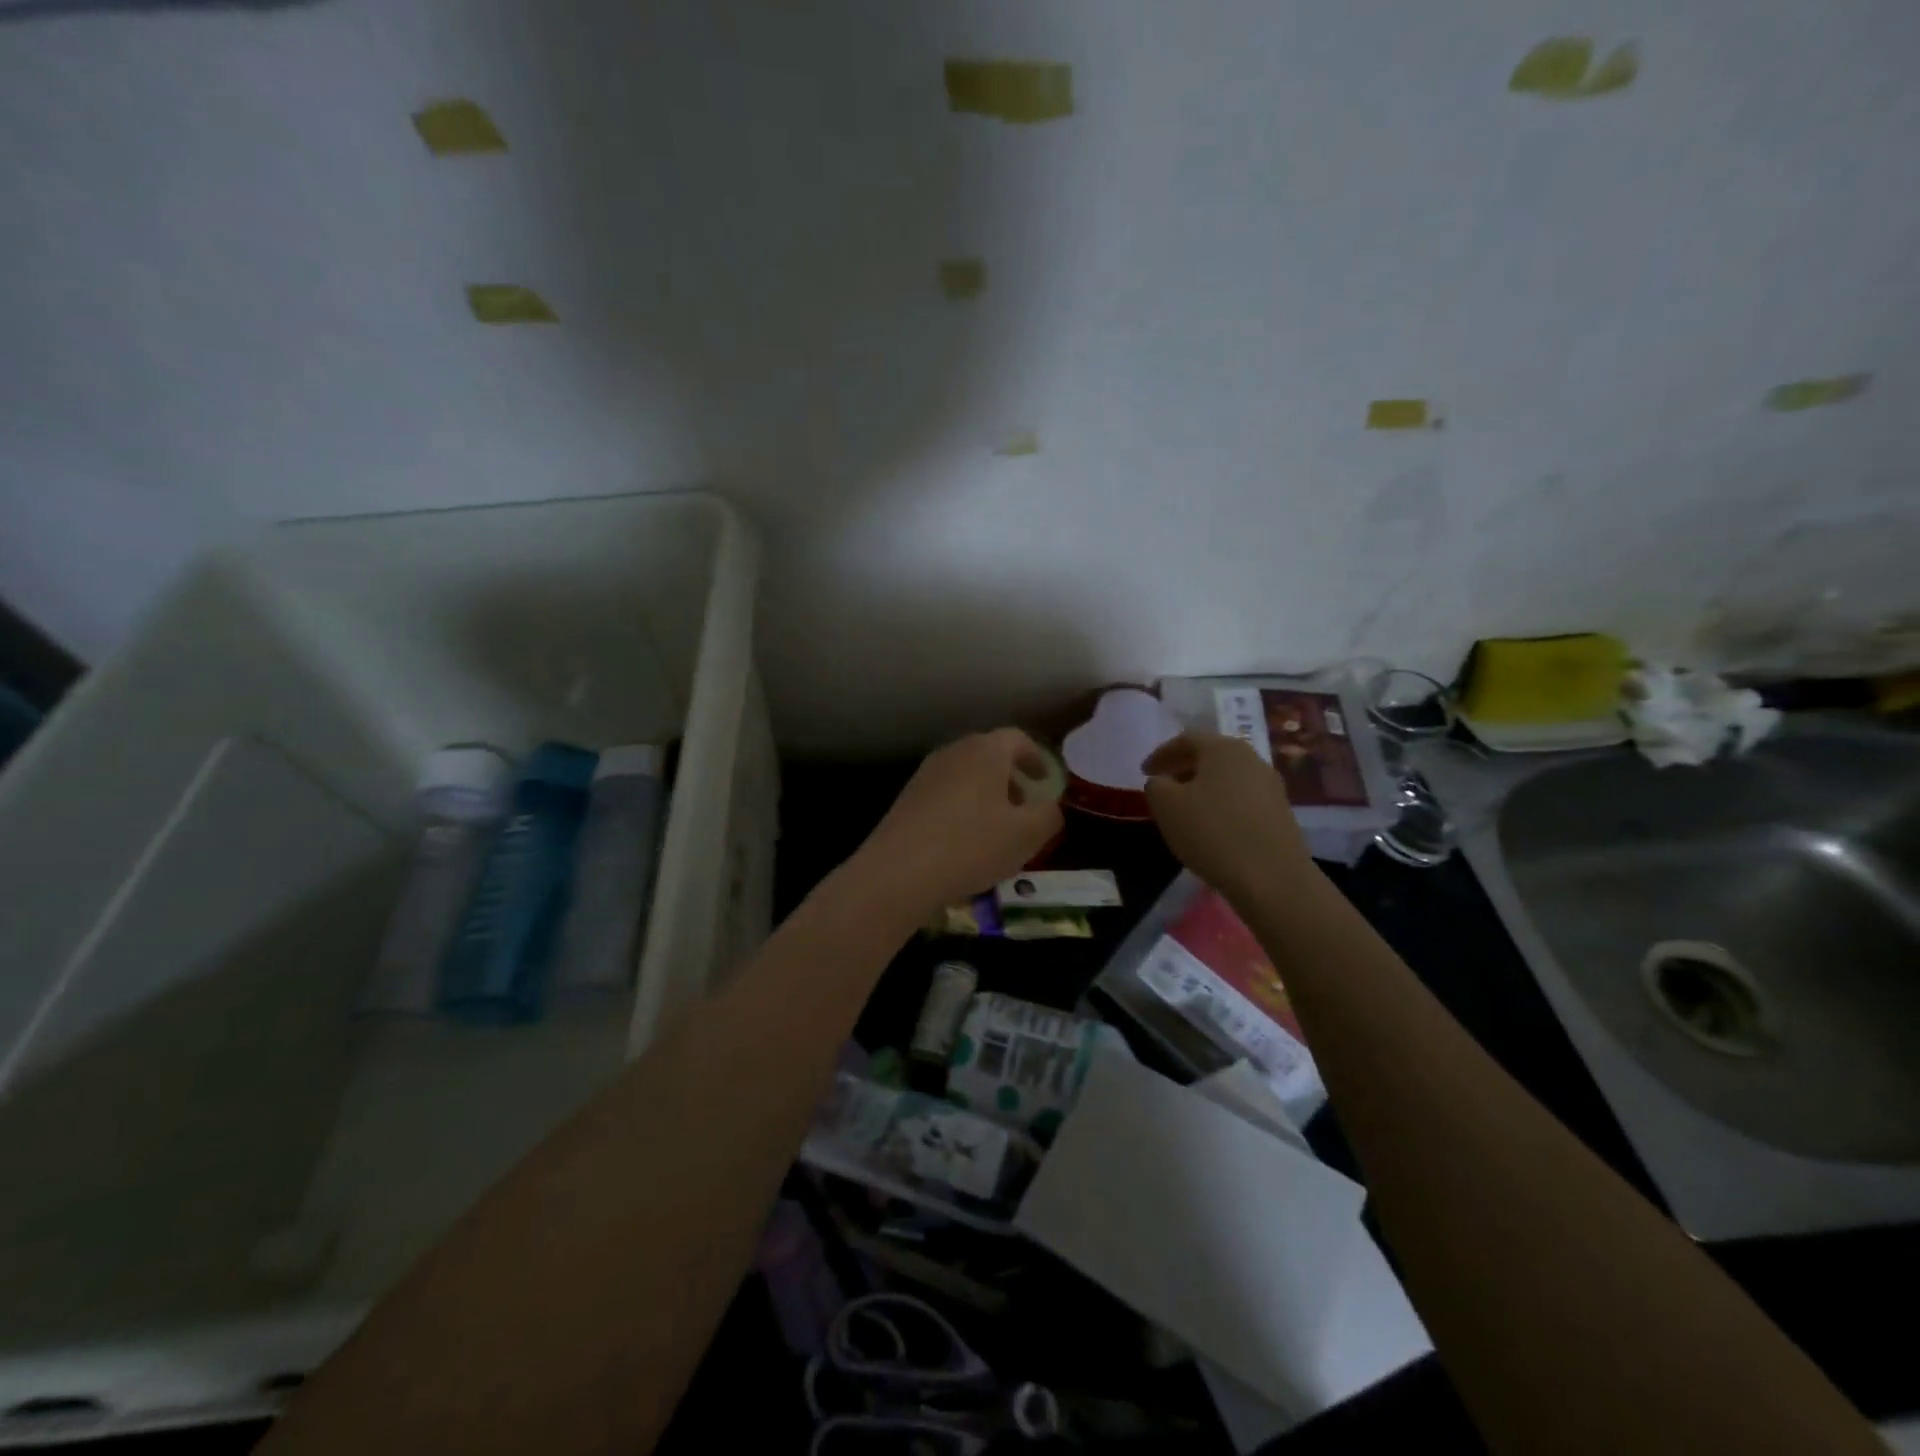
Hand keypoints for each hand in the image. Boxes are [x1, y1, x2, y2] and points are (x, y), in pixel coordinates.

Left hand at [850, 728, 1064, 920]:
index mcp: (985, 751)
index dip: (1035, 758)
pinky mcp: (906, 800)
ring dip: (985, 797)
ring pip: (965, 778)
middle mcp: (953, 753)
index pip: (1017, 739)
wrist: (900, 871)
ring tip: (996, 831)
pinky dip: (961, 811)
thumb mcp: (1026, 835)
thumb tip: (1051, 808)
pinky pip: (944, 797)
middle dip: (1009, 780)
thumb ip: (1049, 816)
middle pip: (988, 756)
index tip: (1044, 779)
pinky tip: (964, 845)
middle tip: (1023, 808)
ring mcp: (925, 775)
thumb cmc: (972, 845)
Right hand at [1142, 731, 1314, 904]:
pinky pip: (1243, 798)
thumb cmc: (1212, 832)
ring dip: (1203, 787)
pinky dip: (1222, 804)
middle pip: (1210, 756)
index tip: (1144, 772)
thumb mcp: (1166, 806)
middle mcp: (1251, 758)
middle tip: (1163, 787)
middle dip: (1183, 768)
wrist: (1272, 877)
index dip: (1161, 754)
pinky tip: (1213, 827)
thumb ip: (1156, 785)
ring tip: (1186, 809)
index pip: (1186, 740)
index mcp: (1223, 748)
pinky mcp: (1281, 812)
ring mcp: (1271, 785)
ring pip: (1227, 778)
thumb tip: (1163, 781)